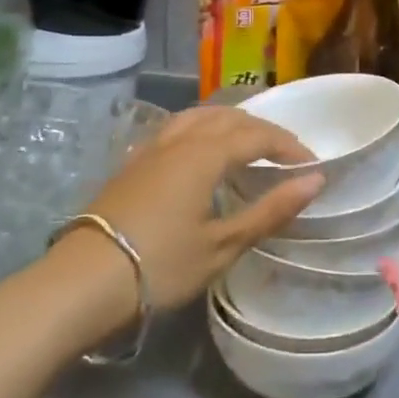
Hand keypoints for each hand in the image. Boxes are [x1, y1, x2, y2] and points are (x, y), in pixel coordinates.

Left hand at [76, 106, 322, 310]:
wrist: (82, 281)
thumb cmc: (161, 265)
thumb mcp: (223, 245)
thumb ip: (271, 210)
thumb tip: (316, 180)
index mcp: (205, 154)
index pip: (258, 135)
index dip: (289, 145)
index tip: (311, 164)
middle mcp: (180, 139)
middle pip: (229, 118)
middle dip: (263, 130)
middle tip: (285, 153)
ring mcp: (151, 148)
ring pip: (198, 116)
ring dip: (230, 122)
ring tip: (247, 142)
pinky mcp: (132, 162)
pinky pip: (175, 127)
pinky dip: (201, 128)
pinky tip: (199, 149)